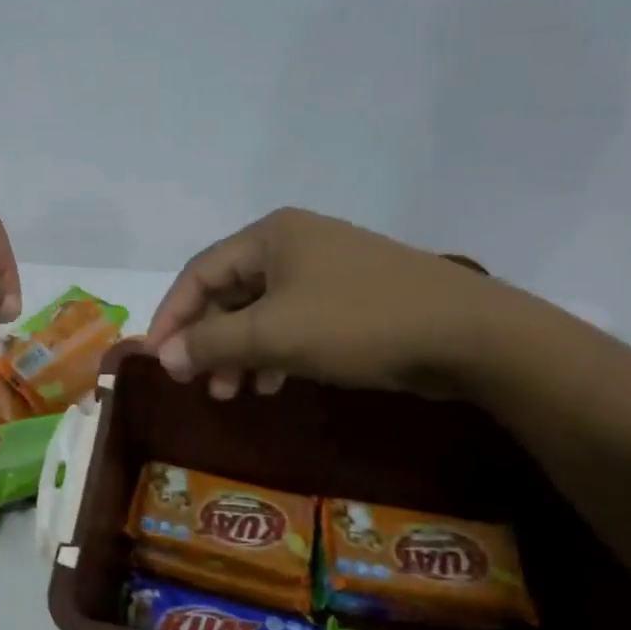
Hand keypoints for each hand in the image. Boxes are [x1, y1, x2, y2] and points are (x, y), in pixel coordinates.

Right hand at [145, 208, 516, 399]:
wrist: (471, 336)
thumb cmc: (358, 324)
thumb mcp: (274, 334)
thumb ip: (210, 343)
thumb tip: (162, 356)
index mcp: (270, 236)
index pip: (199, 273)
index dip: (171, 316)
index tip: (159, 360)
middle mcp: (294, 243)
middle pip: (228, 292)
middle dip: (208, 340)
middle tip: (196, 383)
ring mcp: (326, 268)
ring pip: (261, 311)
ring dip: (239, 352)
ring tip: (232, 393)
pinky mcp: (351, 296)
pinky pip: (293, 321)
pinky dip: (274, 351)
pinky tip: (272, 383)